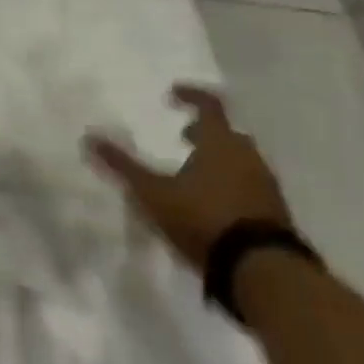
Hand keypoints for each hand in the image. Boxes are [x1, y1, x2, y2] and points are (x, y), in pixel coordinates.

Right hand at [84, 84, 292, 272]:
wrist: (262, 270)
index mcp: (219, 144)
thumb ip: (122, 166)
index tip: (173, 94)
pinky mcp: (275, 213)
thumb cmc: (202, 218)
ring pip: (241, 161)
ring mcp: (265, 186)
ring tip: (194, 174)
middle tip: (184, 137)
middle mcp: (247, 157)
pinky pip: (250, 186)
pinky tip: (212, 204)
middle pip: (228, 134)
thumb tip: (89, 138)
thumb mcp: (152, 192)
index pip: (210, 105)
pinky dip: (231, 184)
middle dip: (205, 132)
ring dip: (219, 160)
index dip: (191, 96)